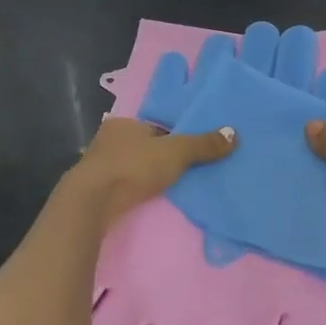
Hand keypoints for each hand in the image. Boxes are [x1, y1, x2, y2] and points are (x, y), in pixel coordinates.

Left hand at [59, 115, 236, 228]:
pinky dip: (134, 189)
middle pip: (142, 145)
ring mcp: (97, 164)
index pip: (155, 125)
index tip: (188, 150)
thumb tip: (234, 133)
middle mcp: (108, 138)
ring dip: (145, 174)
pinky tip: (146, 198)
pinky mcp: (93, 189)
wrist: (91, 202)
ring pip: (130, 165)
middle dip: (159, 156)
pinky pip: (121, 185)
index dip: (173, 136)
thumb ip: (203, 144)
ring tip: (168, 186)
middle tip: (183, 169)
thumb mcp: (175, 153)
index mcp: (124, 122)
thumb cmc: (132, 167)